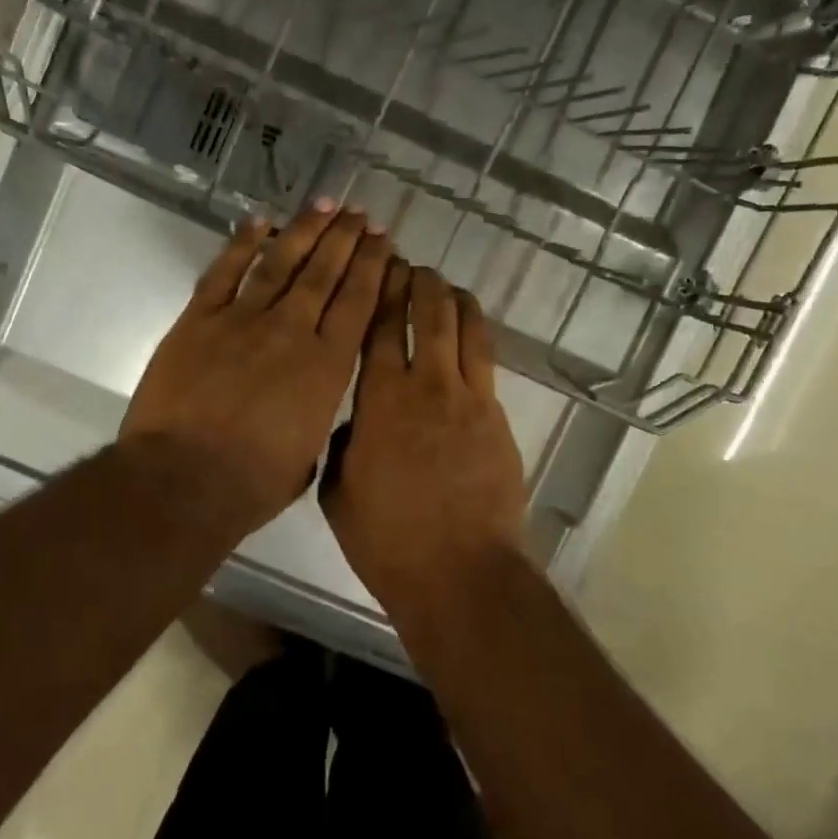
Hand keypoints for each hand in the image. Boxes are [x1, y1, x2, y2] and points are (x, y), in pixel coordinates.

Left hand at [122, 202, 390, 537]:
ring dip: (305, 230)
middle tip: (359, 213)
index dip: (372, 266)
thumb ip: (314, 417)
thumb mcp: (307, 454)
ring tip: (324, 204)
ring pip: (281, 262)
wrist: (184, 479)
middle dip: (345, 238)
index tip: (382, 240)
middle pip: (325, 273)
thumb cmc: (252, 483)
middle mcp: (292, 331)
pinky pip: (225, 271)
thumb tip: (309, 402)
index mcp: (326, 366)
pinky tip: (259, 220)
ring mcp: (243, 319)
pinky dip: (242, 243)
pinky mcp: (200, 319)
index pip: (357, 302)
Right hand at [321, 262, 527, 604]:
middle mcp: (428, 386)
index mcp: (381, 401)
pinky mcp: (498, 417)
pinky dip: (476, 336)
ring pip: (466, 329)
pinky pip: (487, 361)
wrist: (460, 572)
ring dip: (454, 300)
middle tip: (410, 266)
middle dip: (418, 283)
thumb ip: (345, 444)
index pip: (378, 328)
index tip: (376, 267)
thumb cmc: (388, 539)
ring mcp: (471, 399)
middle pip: (427, 315)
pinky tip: (470, 332)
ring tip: (444, 286)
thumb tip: (357, 422)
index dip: (378, 291)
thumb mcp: (339, 492)